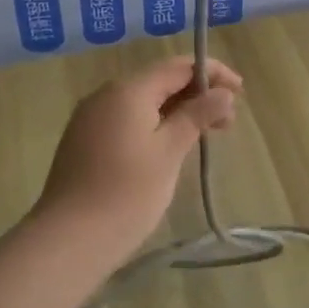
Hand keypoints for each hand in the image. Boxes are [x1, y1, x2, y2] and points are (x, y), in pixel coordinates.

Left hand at [31, 55, 243, 274]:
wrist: (68, 241)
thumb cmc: (127, 193)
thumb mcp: (170, 152)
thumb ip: (197, 116)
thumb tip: (224, 93)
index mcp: (128, 90)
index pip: (177, 66)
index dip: (212, 73)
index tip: (240, 92)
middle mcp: (106, 94)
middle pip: (160, 82)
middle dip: (196, 94)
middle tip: (227, 122)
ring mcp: (91, 118)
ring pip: (143, 102)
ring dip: (177, 112)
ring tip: (204, 137)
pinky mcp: (84, 140)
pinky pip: (127, 120)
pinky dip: (154, 125)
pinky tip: (170, 148)